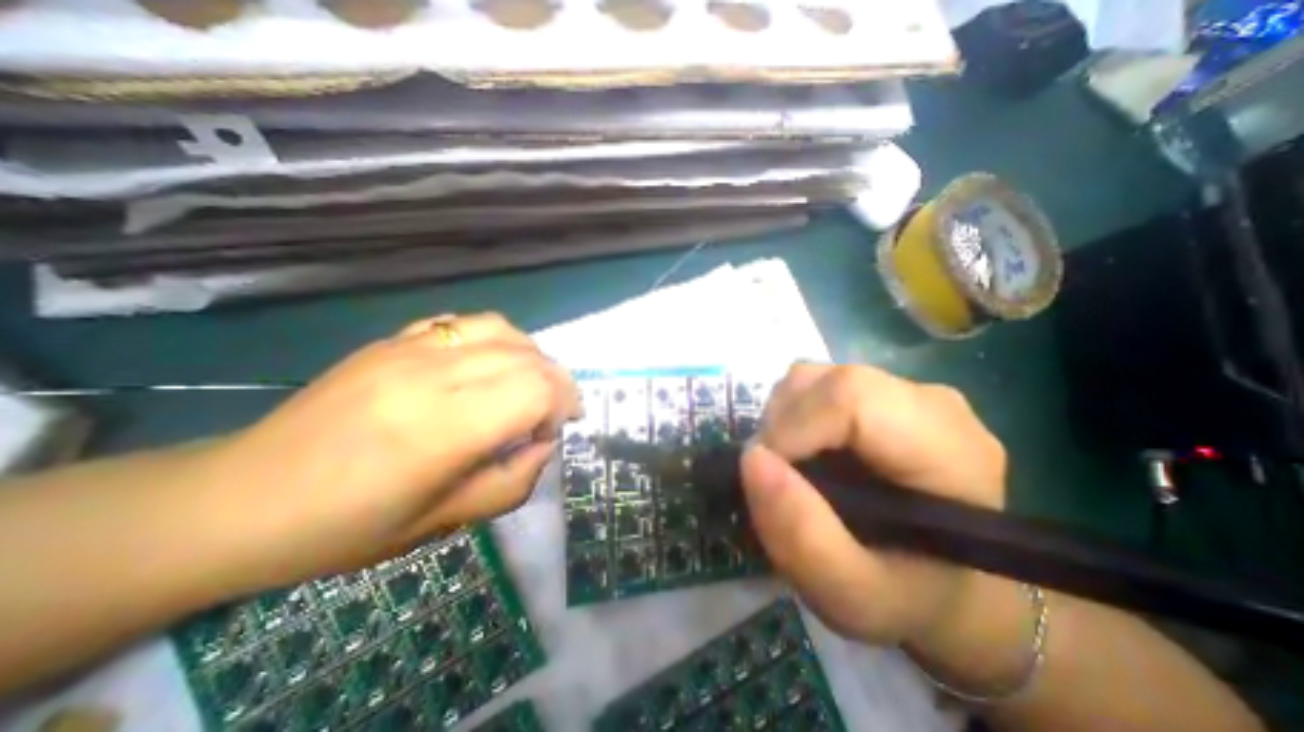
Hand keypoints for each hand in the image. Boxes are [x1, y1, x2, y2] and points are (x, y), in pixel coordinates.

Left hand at [202, 312, 573, 589]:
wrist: (239, 500)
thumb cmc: (347, 528)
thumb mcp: (444, 523)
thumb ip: (513, 482)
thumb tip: (544, 444)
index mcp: (442, 430)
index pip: (536, 390)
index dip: (562, 406)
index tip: (555, 431)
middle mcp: (431, 376)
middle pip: (528, 358)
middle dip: (557, 383)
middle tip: (552, 413)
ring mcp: (409, 350)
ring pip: (504, 331)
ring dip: (533, 357)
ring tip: (529, 385)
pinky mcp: (394, 341)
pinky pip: (467, 324)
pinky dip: (498, 341)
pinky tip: (491, 366)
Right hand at [738, 364, 1000, 644]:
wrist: (946, 583)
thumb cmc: (909, 597)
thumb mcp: (855, 597)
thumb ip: (803, 538)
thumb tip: (752, 459)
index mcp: (949, 451)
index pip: (851, 397)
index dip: (793, 428)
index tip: (767, 473)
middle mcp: (933, 405)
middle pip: (829, 382)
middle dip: (780, 425)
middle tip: (775, 476)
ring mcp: (905, 391)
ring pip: (815, 377)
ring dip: (782, 418)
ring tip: (792, 467)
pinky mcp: (881, 391)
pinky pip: (816, 383)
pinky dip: (791, 414)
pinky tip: (805, 451)